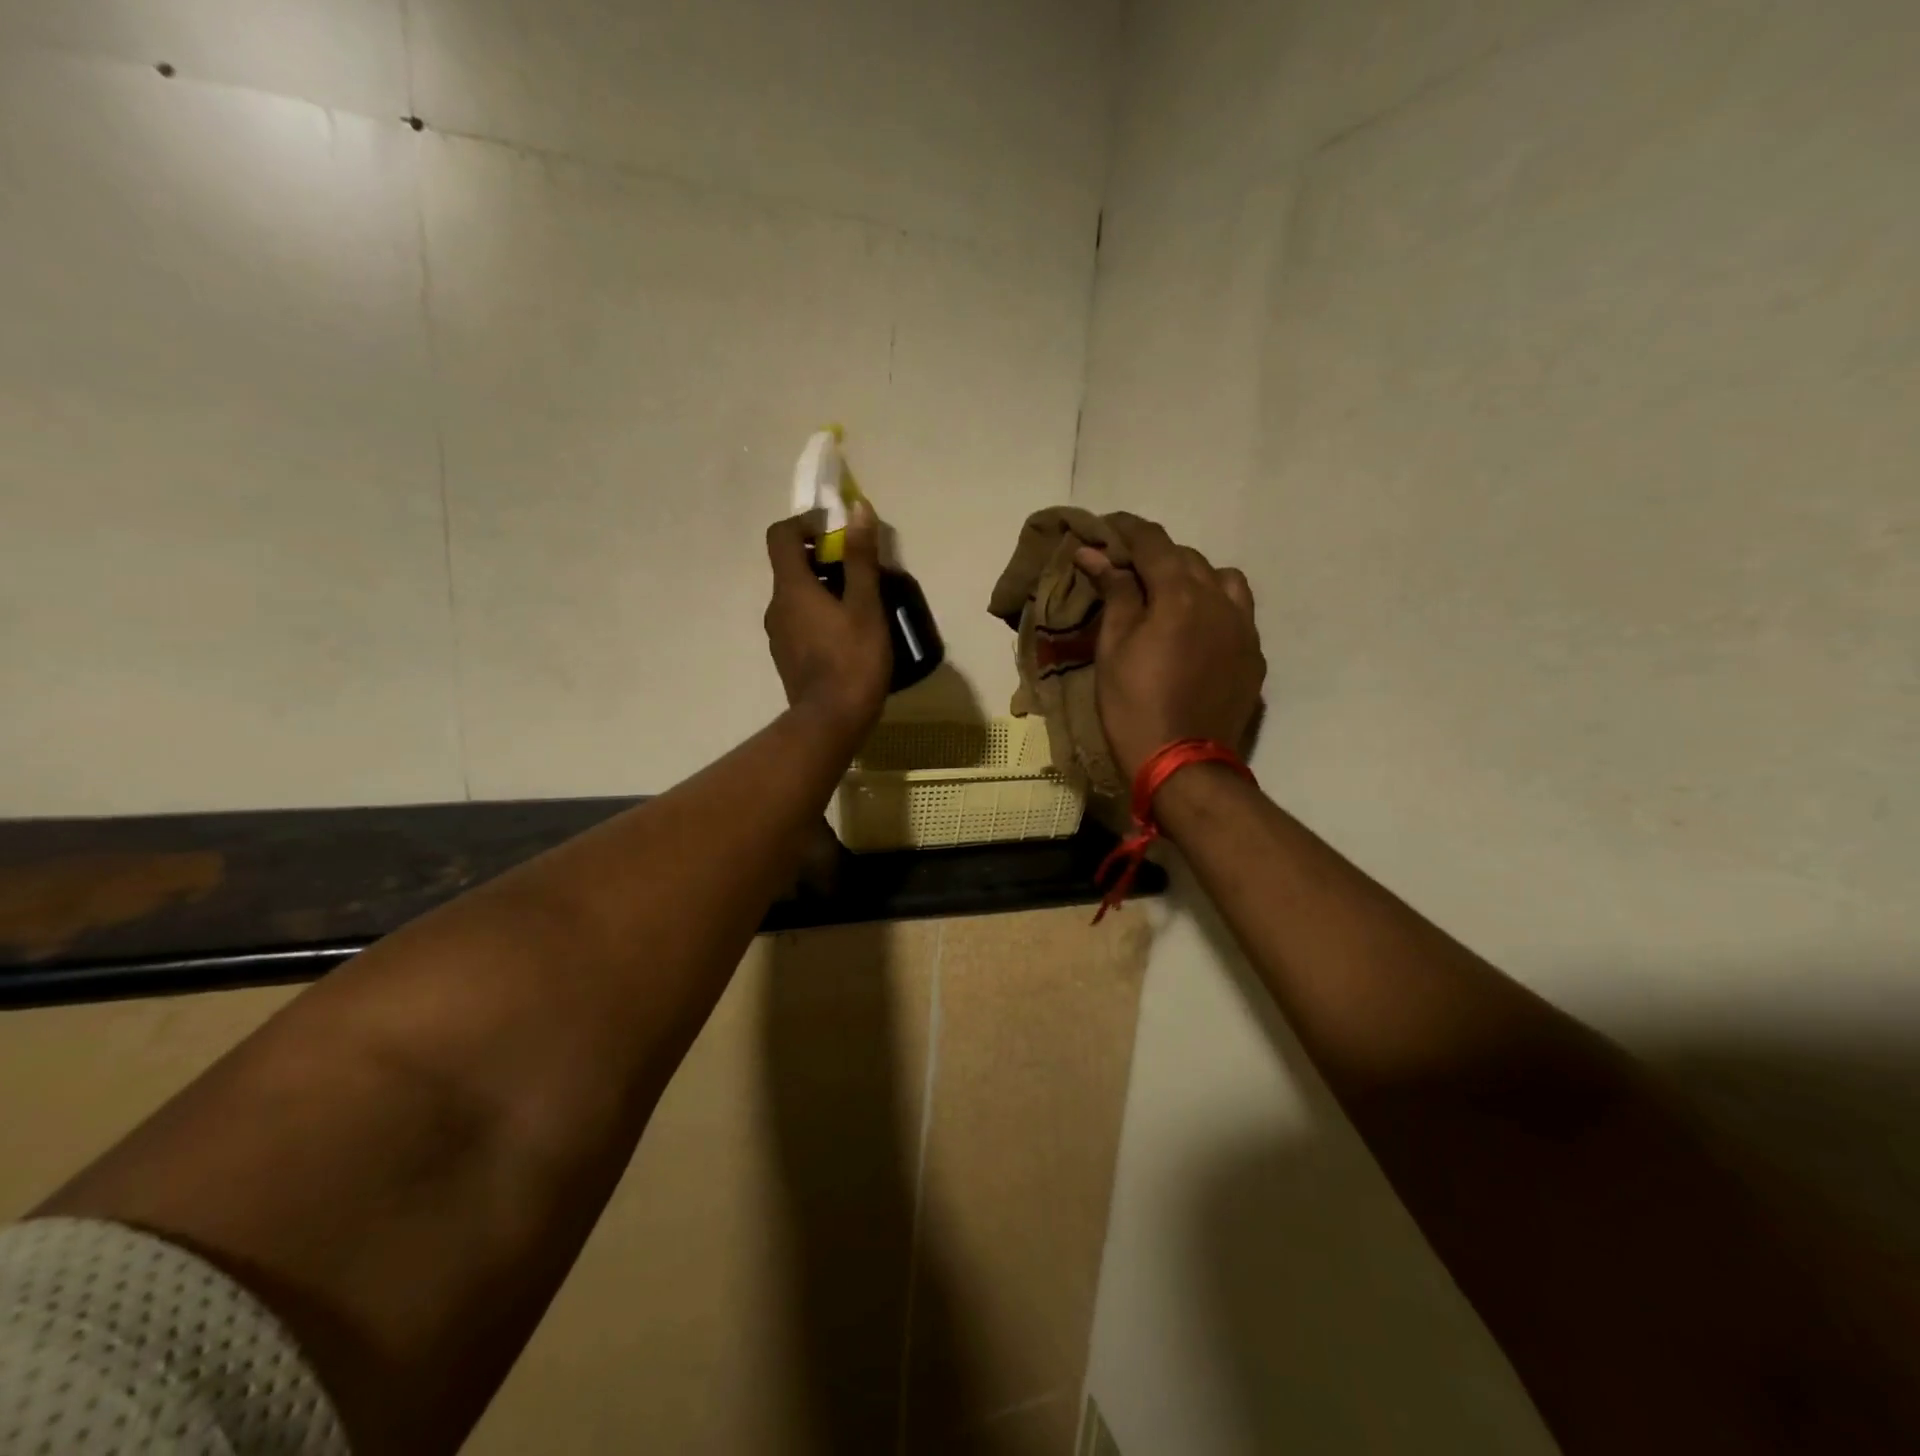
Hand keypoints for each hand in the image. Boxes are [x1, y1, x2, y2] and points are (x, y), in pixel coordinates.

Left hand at [764, 502, 890, 747]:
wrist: (831, 722)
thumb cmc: (853, 660)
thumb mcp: (865, 606)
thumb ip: (860, 558)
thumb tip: (857, 509)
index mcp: (791, 588)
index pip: (781, 536)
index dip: (806, 523)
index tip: (835, 530)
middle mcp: (776, 606)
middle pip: (791, 567)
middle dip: (823, 559)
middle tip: (859, 570)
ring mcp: (778, 635)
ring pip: (797, 597)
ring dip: (823, 589)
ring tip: (859, 604)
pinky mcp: (787, 658)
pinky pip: (800, 622)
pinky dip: (819, 615)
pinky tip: (847, 635)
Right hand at [1076, 512, 1264, 781]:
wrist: (1184, 765)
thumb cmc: (1134, 707)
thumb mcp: (1113, 648)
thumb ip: (1114, 593)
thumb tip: (1097, 553)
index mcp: (1180, 594)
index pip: (1153, 542)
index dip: (1126, 530)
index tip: (1104, 529)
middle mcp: (1219, 600)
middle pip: (1186, 557)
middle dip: (1154, 556)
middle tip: (1125, 571)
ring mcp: (1244, 628)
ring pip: (1221, 580)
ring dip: (1192, 577)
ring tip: (1169, 597)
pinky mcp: (1254, 656)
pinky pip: (1237, 613)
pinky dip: (1214, 607)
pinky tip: (1196, 630)